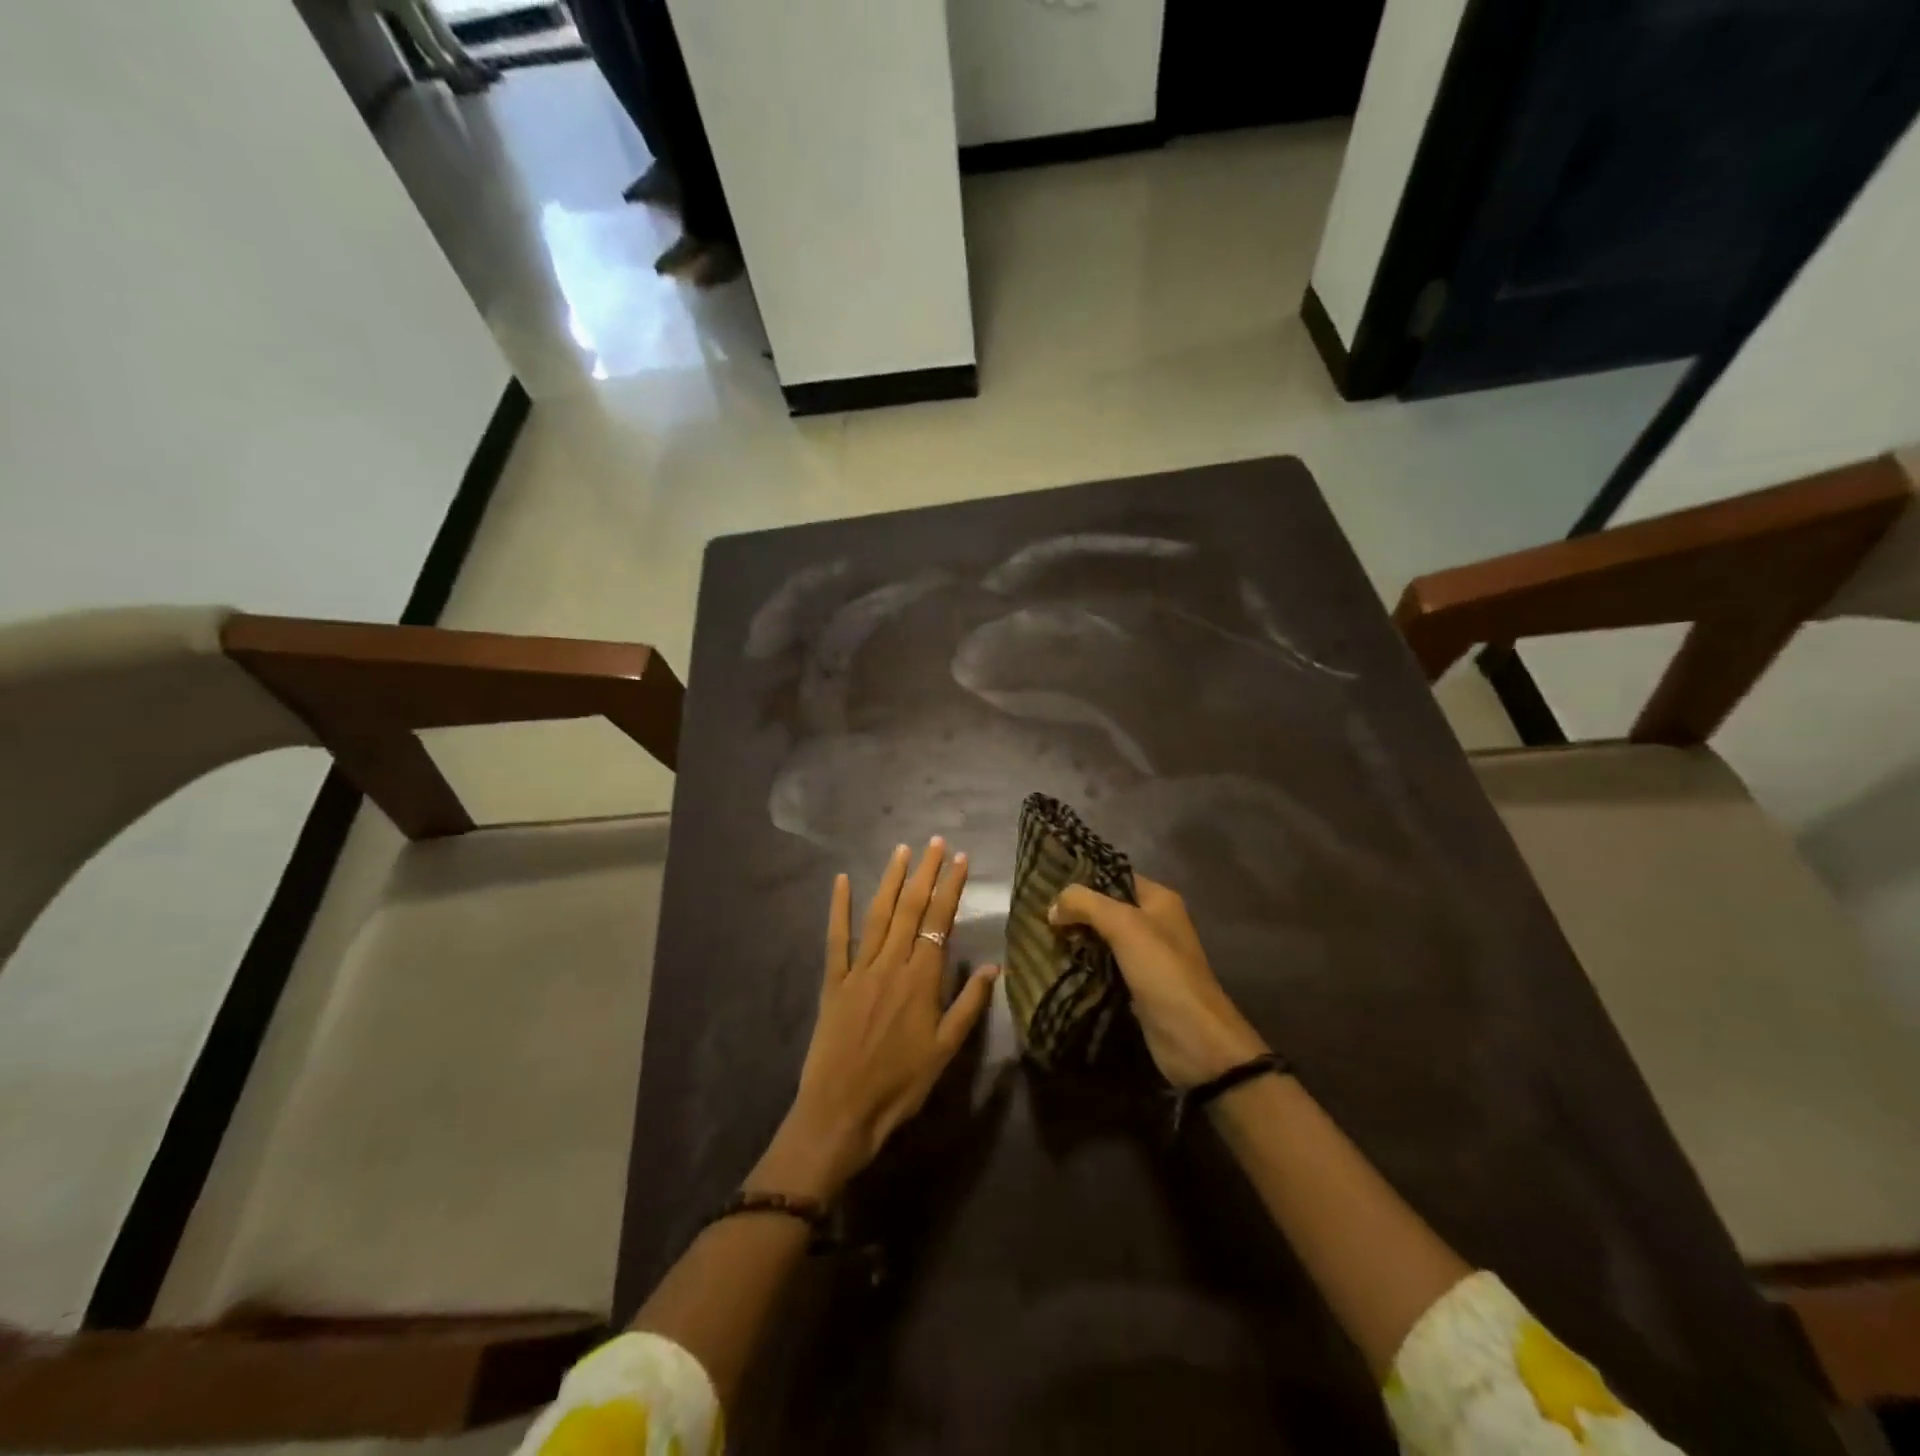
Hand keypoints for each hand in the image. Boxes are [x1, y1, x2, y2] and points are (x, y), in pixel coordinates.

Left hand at [755, 838, 998, 1200]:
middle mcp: (891, 964)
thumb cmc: (900, 1084)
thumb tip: (993, 967)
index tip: (960, 859)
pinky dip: (839, 908)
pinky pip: (836, 938)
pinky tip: (841, 881)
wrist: (842, 1110)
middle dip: (925, 872)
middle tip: (935, 842)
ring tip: (902, 851)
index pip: (939, 921)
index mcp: (921, 980)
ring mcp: (859, 969)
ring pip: (878, 915)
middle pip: (910, 908)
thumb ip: (969, 1005)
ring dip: (891, 880)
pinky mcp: (834, 981)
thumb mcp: (945, 1050)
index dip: (951, 887)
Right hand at [1050, 876, 1267, 1087]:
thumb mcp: (1124, 925)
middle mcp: (1154, 923)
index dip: (1082, 878)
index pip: (1114, 876)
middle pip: (1106, 908)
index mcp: (1159, 900)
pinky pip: (1103, 967)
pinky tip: (1057, 964)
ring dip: (1076, 940)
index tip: (1045, 883)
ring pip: (1102, 939)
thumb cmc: (1162, 971)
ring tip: (1040, 937)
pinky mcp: (1136, 987)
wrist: (1194, 1039)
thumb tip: (1053, 906)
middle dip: (1074, 911)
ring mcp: (1146, 957)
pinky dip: (1083, 965)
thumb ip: (1086, 904)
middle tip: (1037, 914)